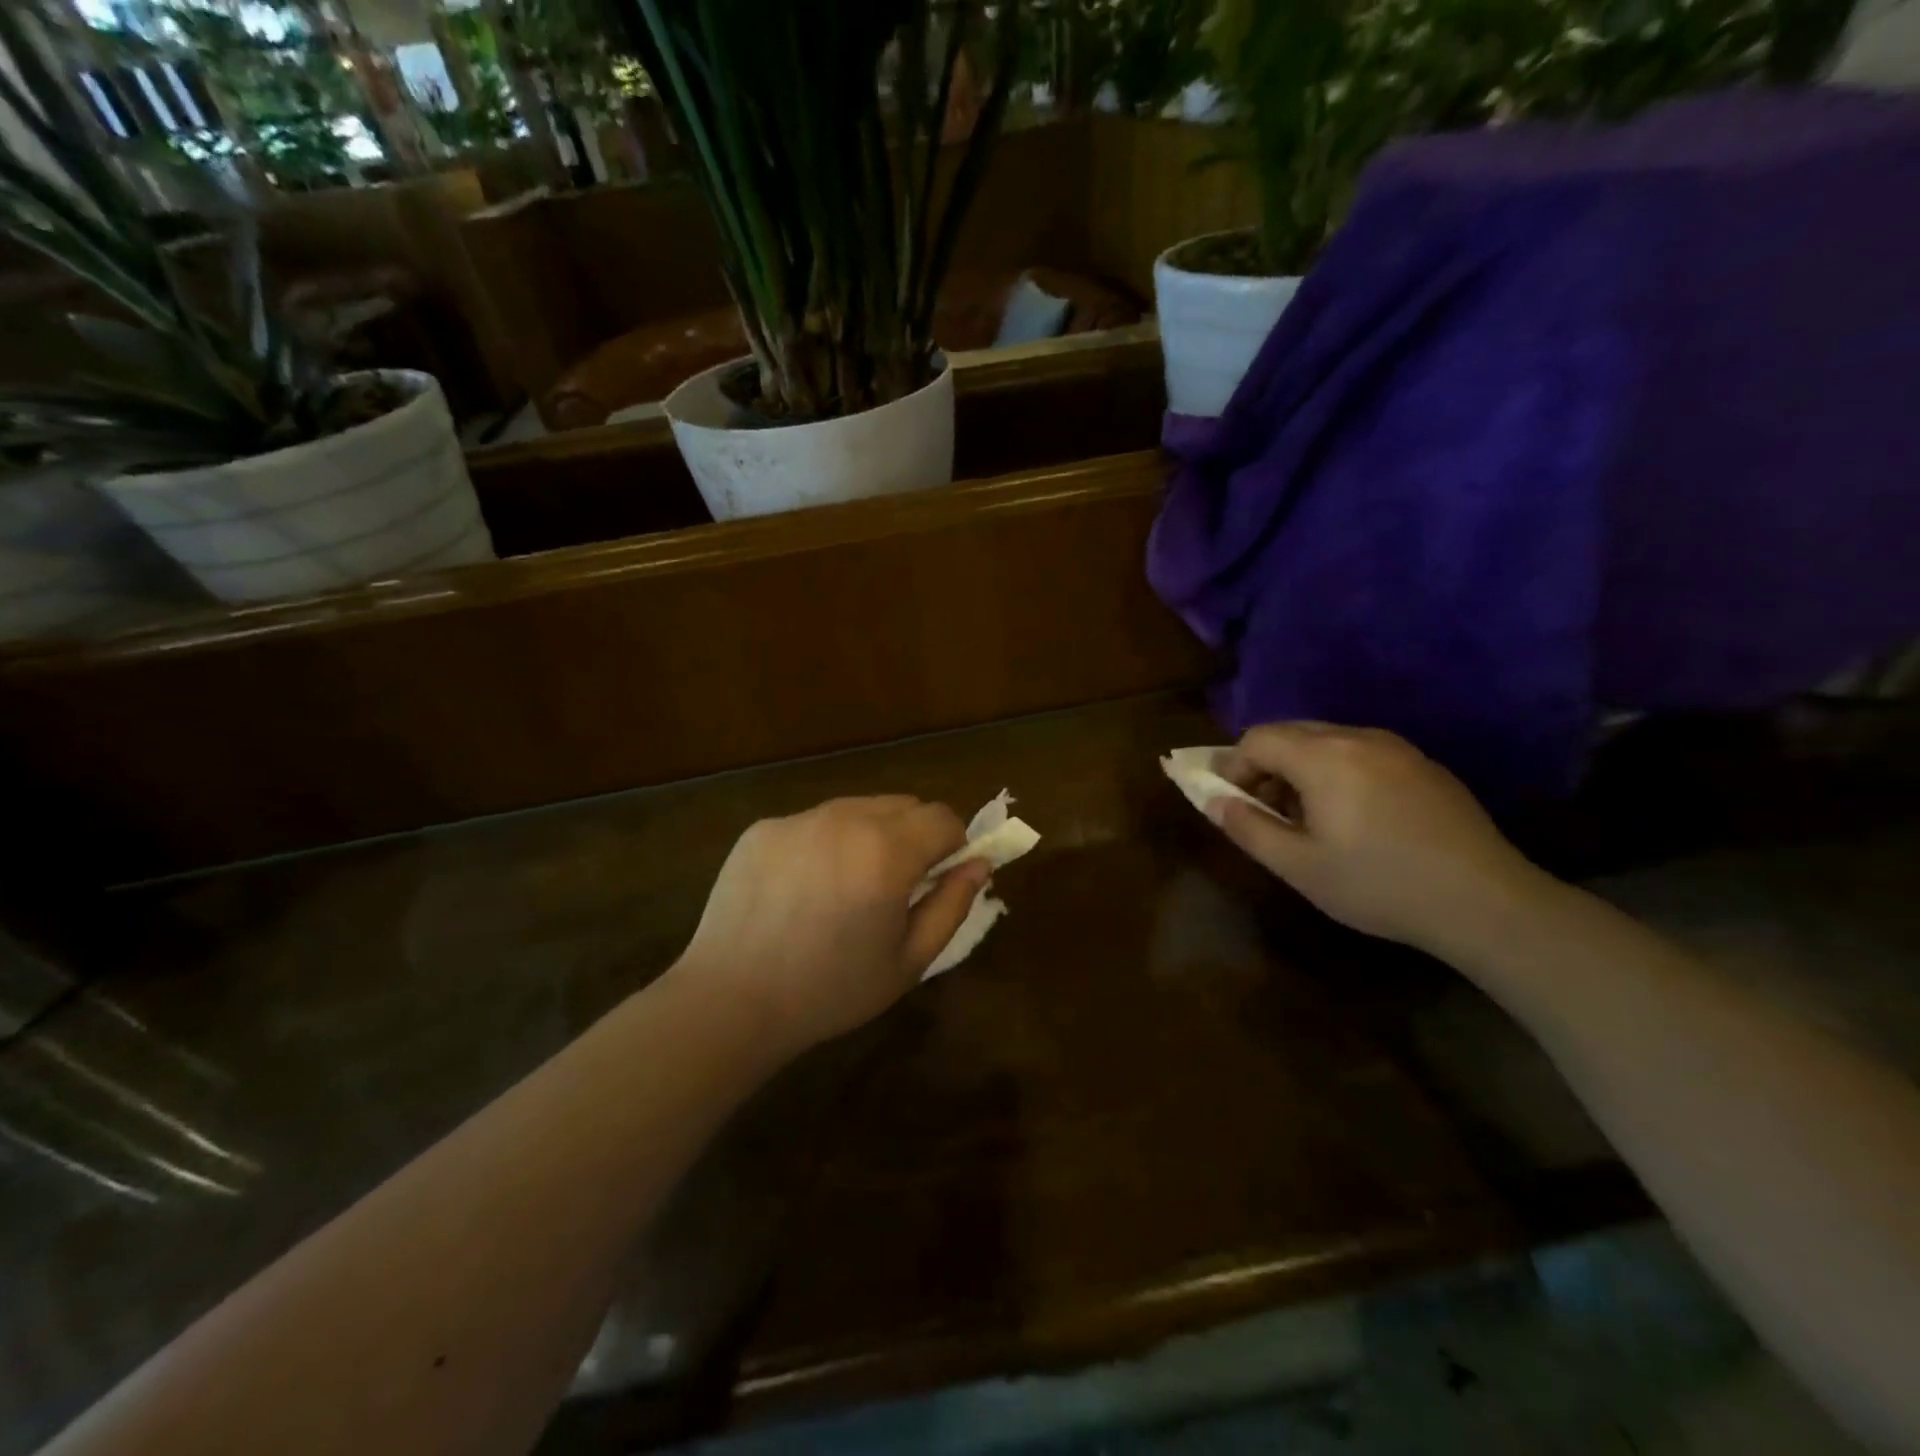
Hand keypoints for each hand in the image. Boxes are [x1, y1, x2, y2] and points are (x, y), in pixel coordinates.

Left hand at [671, 796, 989, 1055]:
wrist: (731, 1001)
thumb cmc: (831, 990)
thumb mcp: (909, 960)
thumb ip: (952, 905)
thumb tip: (980, 864)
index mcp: (887, 851)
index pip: (943, 817)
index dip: (953, 845)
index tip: (939, 877)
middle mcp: (845, 819)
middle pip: (904, 804)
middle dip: (914, 836)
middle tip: (895, 885)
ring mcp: (799, 819)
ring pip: (858, 807)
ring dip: (870, 834)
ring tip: (845, 886)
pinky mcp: (764, 828)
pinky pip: (813, 822)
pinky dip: (824, 843)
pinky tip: (802, 889)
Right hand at [1210, 723, 1549, 956]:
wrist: (1485, 901)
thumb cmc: (1379, 884)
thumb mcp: (1298, 866)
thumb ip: (1247, 828)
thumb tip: (1213, 800)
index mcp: (1322, 756)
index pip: (1257, 738)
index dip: (1233, 767)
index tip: (1231, 803)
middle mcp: (1357, 737)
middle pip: (1290, 732)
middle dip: (1265, 765)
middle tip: (1264, 810)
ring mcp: (1396, 748)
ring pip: (1326, 740)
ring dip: (1300, 768)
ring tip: (1307, 817)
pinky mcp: (1423, 764)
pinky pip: (1361, 752)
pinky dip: (1337, 771)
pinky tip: (1353, 817)